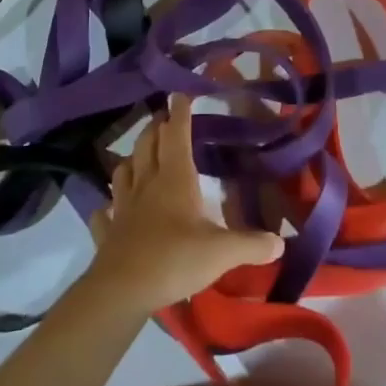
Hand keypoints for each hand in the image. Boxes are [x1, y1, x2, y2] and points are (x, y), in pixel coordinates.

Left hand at [86, 94, 284, 314]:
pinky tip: (109, 209)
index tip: (180, 94)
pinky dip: (107, 206)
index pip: (177, 135)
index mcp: (175, 178)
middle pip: (147, 145)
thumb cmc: (175, 260)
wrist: (121, 291)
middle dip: (156, 128)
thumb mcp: (222, 252)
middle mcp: (147, 184)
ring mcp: (123, 207)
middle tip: (163, 120)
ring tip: (139, 157)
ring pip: (123, 171)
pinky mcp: (108, 232)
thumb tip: (281, 242)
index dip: (180, 113)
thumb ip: (252, 245)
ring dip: (132, 159)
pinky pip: (104, 213)